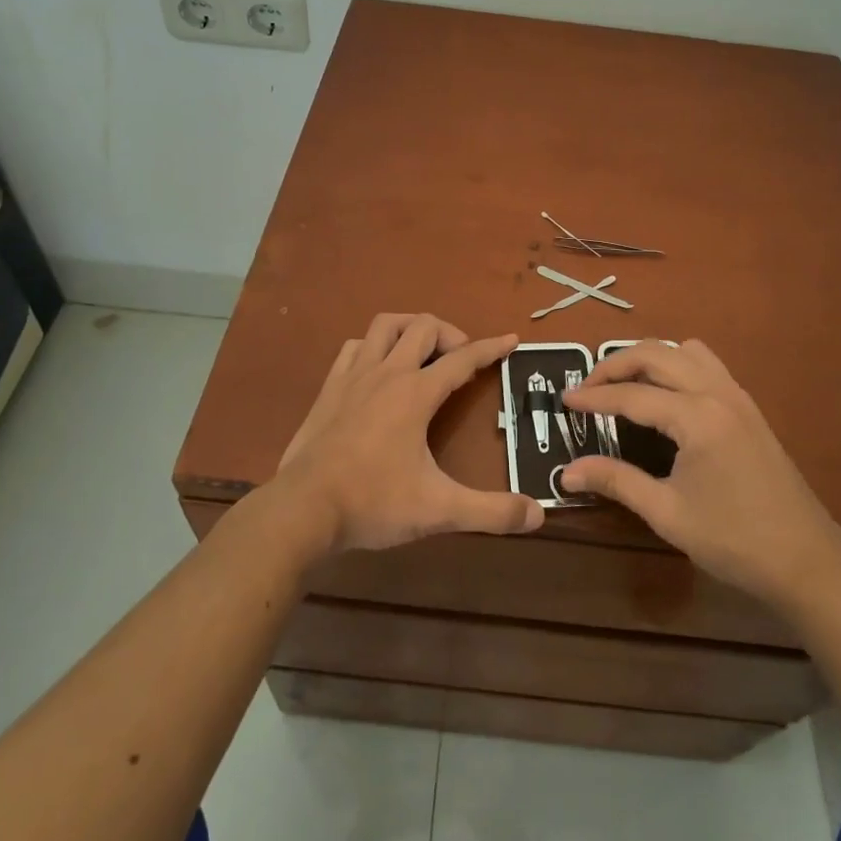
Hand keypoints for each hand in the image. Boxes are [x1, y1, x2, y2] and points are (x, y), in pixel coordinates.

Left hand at [270, 314, 543, 554]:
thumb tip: (538, 514)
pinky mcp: (329, 388)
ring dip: (410, 329)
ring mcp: (354, 376)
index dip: (490, 348)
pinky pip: (355, 347)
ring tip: (423, 352)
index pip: (462, 359)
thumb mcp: (439, 510)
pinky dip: (374, 347)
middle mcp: (387, 373)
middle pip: (424, 327)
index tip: (510, 340)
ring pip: (386, 326)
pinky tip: (378, 368)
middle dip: (451, 334)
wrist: (302, 509)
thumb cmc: (373, 503)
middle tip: (462, 360)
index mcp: (416, 393)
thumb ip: (491, 512)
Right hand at [561, 340, 840, 613]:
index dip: (594, 397)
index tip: (565, 400)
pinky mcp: (748, 407)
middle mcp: (717, 392)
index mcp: (697, 417)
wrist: (808, 560)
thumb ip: (616, 481)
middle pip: (656, 354)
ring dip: (649, 357)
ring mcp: (737, 395)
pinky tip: (666, 396)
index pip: (632, 395)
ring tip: (624, 384)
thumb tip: (566, 472)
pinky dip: (677, 365)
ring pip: (684, 351)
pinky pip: (706, 364)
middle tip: (588, 387)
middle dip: (615, 364)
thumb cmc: (735, 541)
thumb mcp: (668, 514)